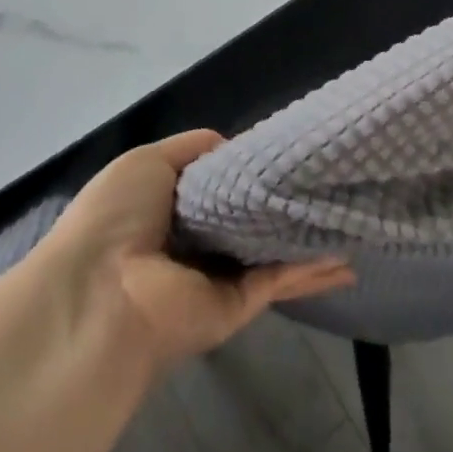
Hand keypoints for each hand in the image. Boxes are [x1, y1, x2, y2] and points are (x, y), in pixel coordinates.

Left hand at [37, 130, 352, 371]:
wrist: (101, 293)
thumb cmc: (116, 218)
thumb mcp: (147, 162)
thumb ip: (195, 147)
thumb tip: (235, 147)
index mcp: (172, 210)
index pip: (222, 187)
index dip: (253, 169)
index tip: (292, 149)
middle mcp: (198, 244)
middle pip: (252, 219)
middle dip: (286, 202)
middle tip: (331, 177)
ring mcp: (220, 277)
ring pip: (274, 251)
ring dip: (308, 238)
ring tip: (351, 215)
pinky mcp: (238, 305)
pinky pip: (281, 280)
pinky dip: (313, 270)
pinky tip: (347, 257)